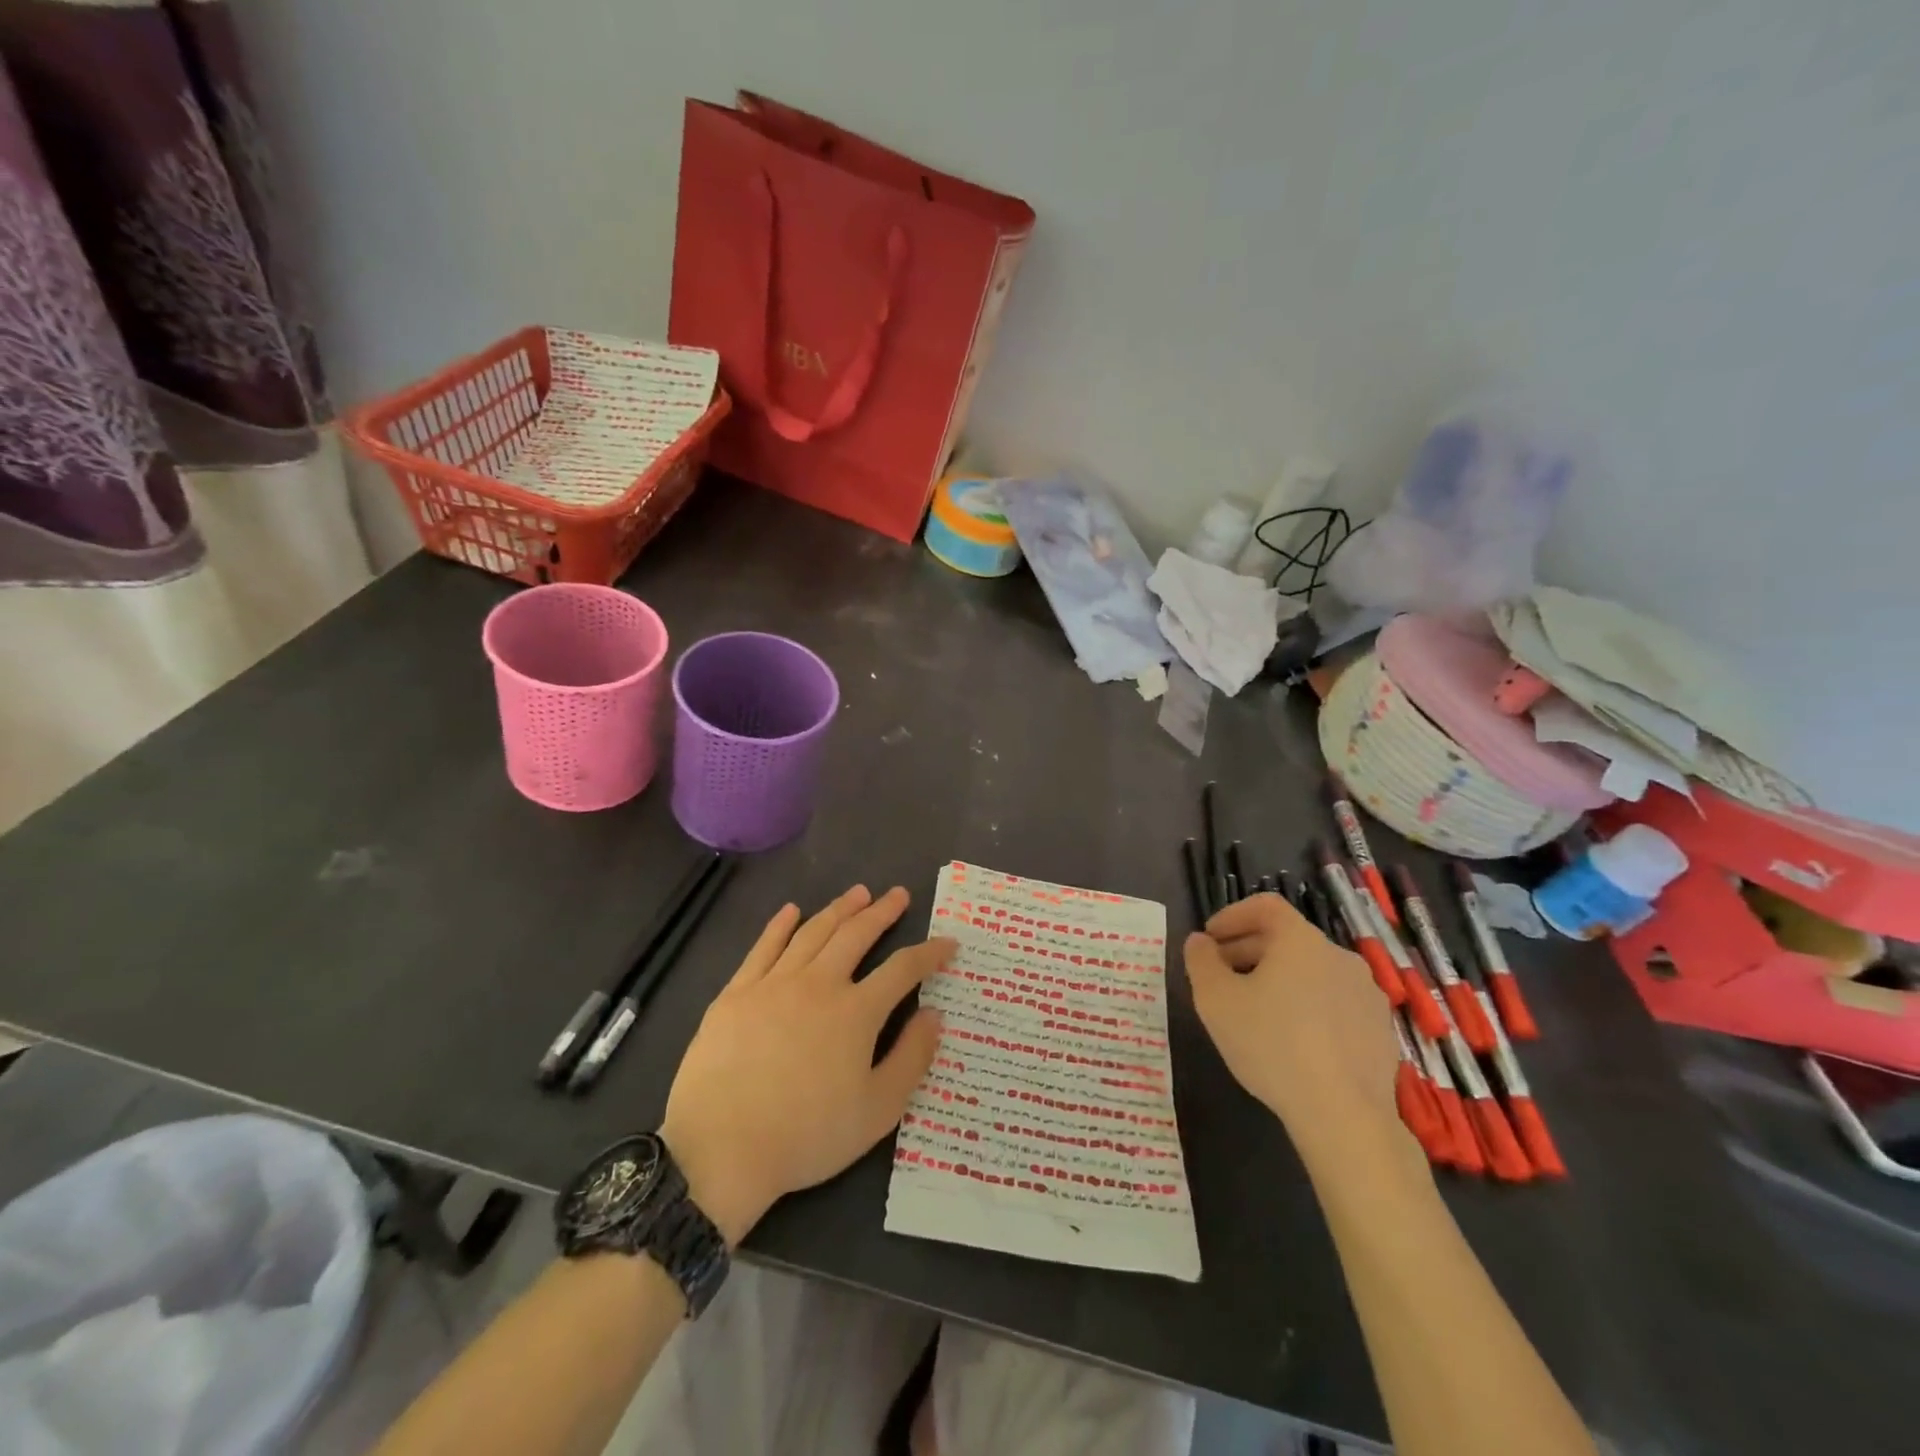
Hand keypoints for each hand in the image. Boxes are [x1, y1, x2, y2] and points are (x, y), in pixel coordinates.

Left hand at [659, 885, 950, 1244]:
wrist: (720, 1150)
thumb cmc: (806, 1136)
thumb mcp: (877, 1111)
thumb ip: (911, 1058)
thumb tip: (934, 1014)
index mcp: (856, 1012)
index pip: (902, 969)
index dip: (929, 953)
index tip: (947, 942)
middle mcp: (818, 984)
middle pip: (856, 935)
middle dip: (882, 912)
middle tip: (898, 894)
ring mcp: (773, 984)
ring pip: (813, 932)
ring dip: (839, 909)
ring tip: (857, 893)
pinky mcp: (736, 993)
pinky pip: (763, 947)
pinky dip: (780, 925)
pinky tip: (791, 911)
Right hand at [1184, 893, 1400, 1163]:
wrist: (1344, 1115)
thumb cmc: (1271, 1044)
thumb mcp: (1215, 1000)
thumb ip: (1201, 961)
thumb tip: (1200, 942)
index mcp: (1300, 940)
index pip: (1265, 906)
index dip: (1232, 915)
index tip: (1209, 939)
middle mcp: (1339, 956)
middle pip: (1287, 938)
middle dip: (1248, 950)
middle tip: (1220, 976)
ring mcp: (1366, 994)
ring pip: (1311, 971)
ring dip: (1278, 978)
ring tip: (1253, 1010)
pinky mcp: (1380, 1029)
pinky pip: (1333, 1001)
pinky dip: (1306, 1005)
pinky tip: (1290, 1040)